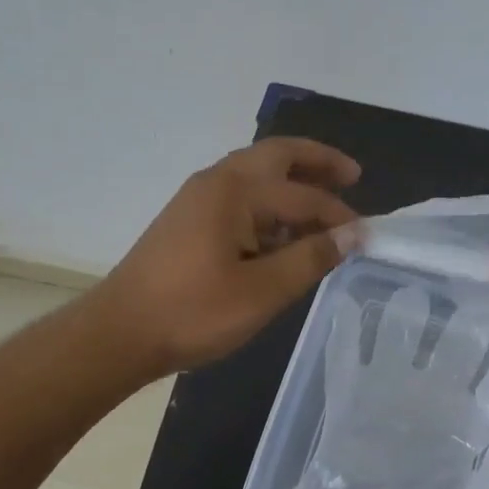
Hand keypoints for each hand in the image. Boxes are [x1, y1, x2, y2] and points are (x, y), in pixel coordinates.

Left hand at [97, 137, 360, 377]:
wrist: (119, 333)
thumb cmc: (194, 312)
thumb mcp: (263, 291)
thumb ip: (311, 257)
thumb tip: (354, 233)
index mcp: (236, 192)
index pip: (304, 196)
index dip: (340, 216)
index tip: (369, 236)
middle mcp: (217, 181)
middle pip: (277, 155)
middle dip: (317, 162)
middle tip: (352, 176)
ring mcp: (199, 198)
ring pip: (257, 172)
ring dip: (293, 180)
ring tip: (325, 203)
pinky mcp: (189, 219)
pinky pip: (241, 194)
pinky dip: (270, 201)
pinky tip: (283, 231)